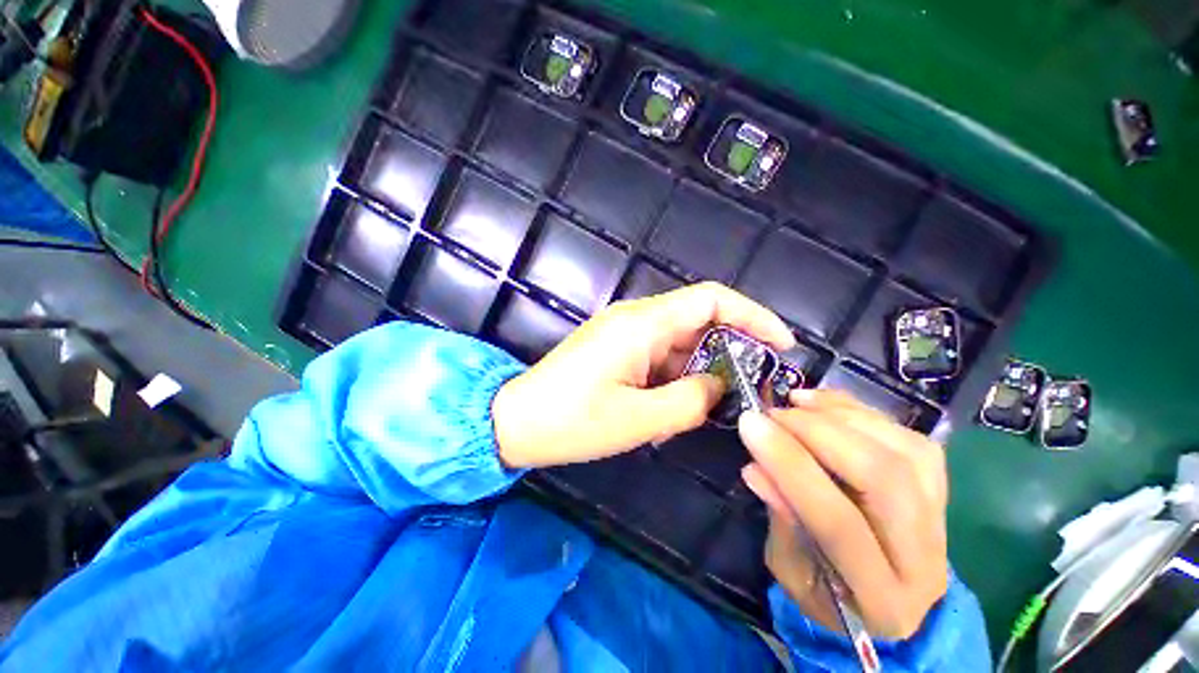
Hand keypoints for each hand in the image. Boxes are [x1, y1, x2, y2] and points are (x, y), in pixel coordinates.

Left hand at [492, 282, 793, 468]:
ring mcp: (624, 332)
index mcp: (642, 324)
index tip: (780, 345)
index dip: (752, 315)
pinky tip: (673, 409)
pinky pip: (659, 356)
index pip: (711, 299)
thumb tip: (718, 387)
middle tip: (749, 391)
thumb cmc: (571, 421)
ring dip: (699, 373)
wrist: (516, 421)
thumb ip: (690, 401)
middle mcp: (635, 318)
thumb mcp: (639, 419)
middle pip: (698, 320)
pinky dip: (676, 378)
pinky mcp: (616, 348)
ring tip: (705, 411)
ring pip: (680, 343)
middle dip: (729, 352)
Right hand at [737, 390, 949, 639]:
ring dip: (840, 416)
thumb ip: (781, 521)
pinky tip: (824, 403)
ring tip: (796, 404)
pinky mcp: (941, 489)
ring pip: (903, 450)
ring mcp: (942, 520)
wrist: (893, 604)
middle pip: (883, 478)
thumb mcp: (790, 571)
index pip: (839, 524)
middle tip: (772, 414)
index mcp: (881, 599)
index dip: (791, 466)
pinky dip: (862, 412)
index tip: (750, 424)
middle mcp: (926, 560)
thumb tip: (756, 469)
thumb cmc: (829, 594)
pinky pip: (911, 438)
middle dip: (817, 432)